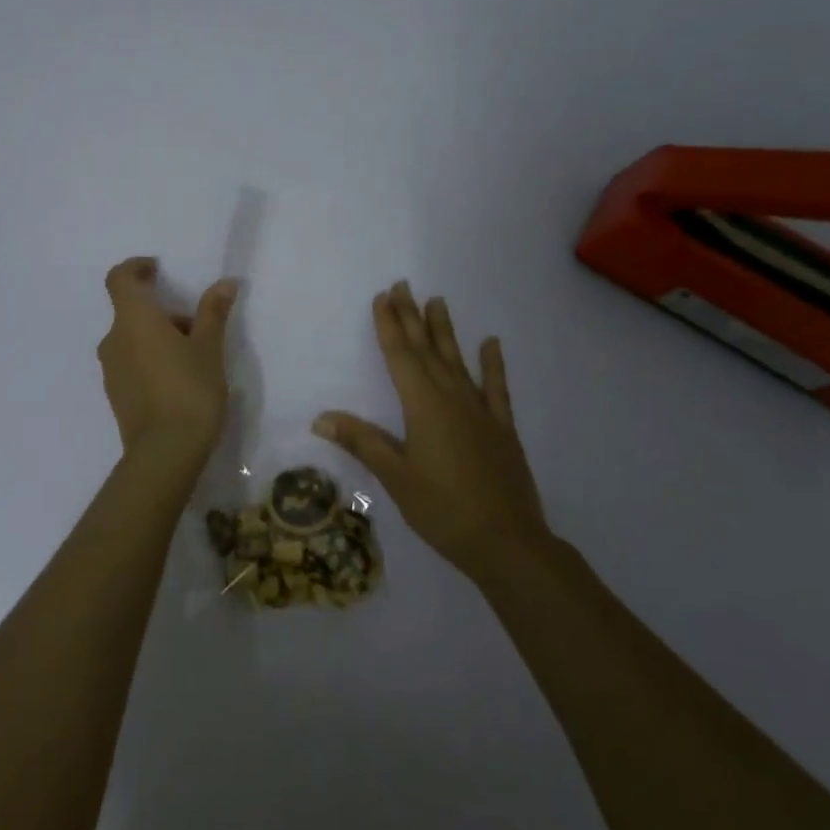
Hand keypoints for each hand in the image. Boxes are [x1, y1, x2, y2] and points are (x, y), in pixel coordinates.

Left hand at [97, 257, 237, 467]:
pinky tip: (178, 381)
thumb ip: (213, 312)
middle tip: (196, 327)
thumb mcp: (208, 348)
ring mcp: (111, 369)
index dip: (136, 267)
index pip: (119, 278)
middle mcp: (114, 339)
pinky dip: (150, 358)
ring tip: (193, 357)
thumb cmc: (189, 390)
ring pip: (132, 338)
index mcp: (133, 320)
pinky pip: (131, 362)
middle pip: (132, 311)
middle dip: (162, 311)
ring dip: (157, 336)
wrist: (165, 453)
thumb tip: (225, 283)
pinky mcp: (115, 394)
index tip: (157, 268)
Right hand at [313, 282, 549, 582]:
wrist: (508, 542)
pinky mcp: (502, 428)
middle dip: (412, 317)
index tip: (382, 297)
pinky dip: (493, 364)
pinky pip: (497, 388)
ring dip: (445, 331)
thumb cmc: (443, 510)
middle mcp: (452, 398)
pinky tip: (491, 343)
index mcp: (423, 406)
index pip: (400, 356)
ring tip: (438, 301)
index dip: (389, 326)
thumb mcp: (396, 477)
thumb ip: (362, 442)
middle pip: (427, 350)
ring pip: (458, 361)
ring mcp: (480, 411)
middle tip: (403, 286)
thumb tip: (321, 418)